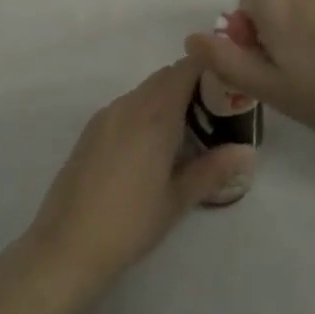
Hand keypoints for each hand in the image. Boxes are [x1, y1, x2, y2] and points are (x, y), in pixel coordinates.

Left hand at [23, 60, 252, 296]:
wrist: (66, 245)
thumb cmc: (130, 222)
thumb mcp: (177, 199)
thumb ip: (213, 170)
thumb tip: (248, 151)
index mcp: (154, 115)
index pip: (185, 69)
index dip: (208, 68)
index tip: (228, 83)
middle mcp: (129, 105)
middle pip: (164, 77)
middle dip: (190, 85)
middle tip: (216, 113)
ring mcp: (105, 116)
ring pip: (144, 92)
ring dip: (166, 99)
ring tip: (187, 133)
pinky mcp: (90, 131)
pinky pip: (126, 108)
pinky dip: (145, 112)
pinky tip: (152, 148)